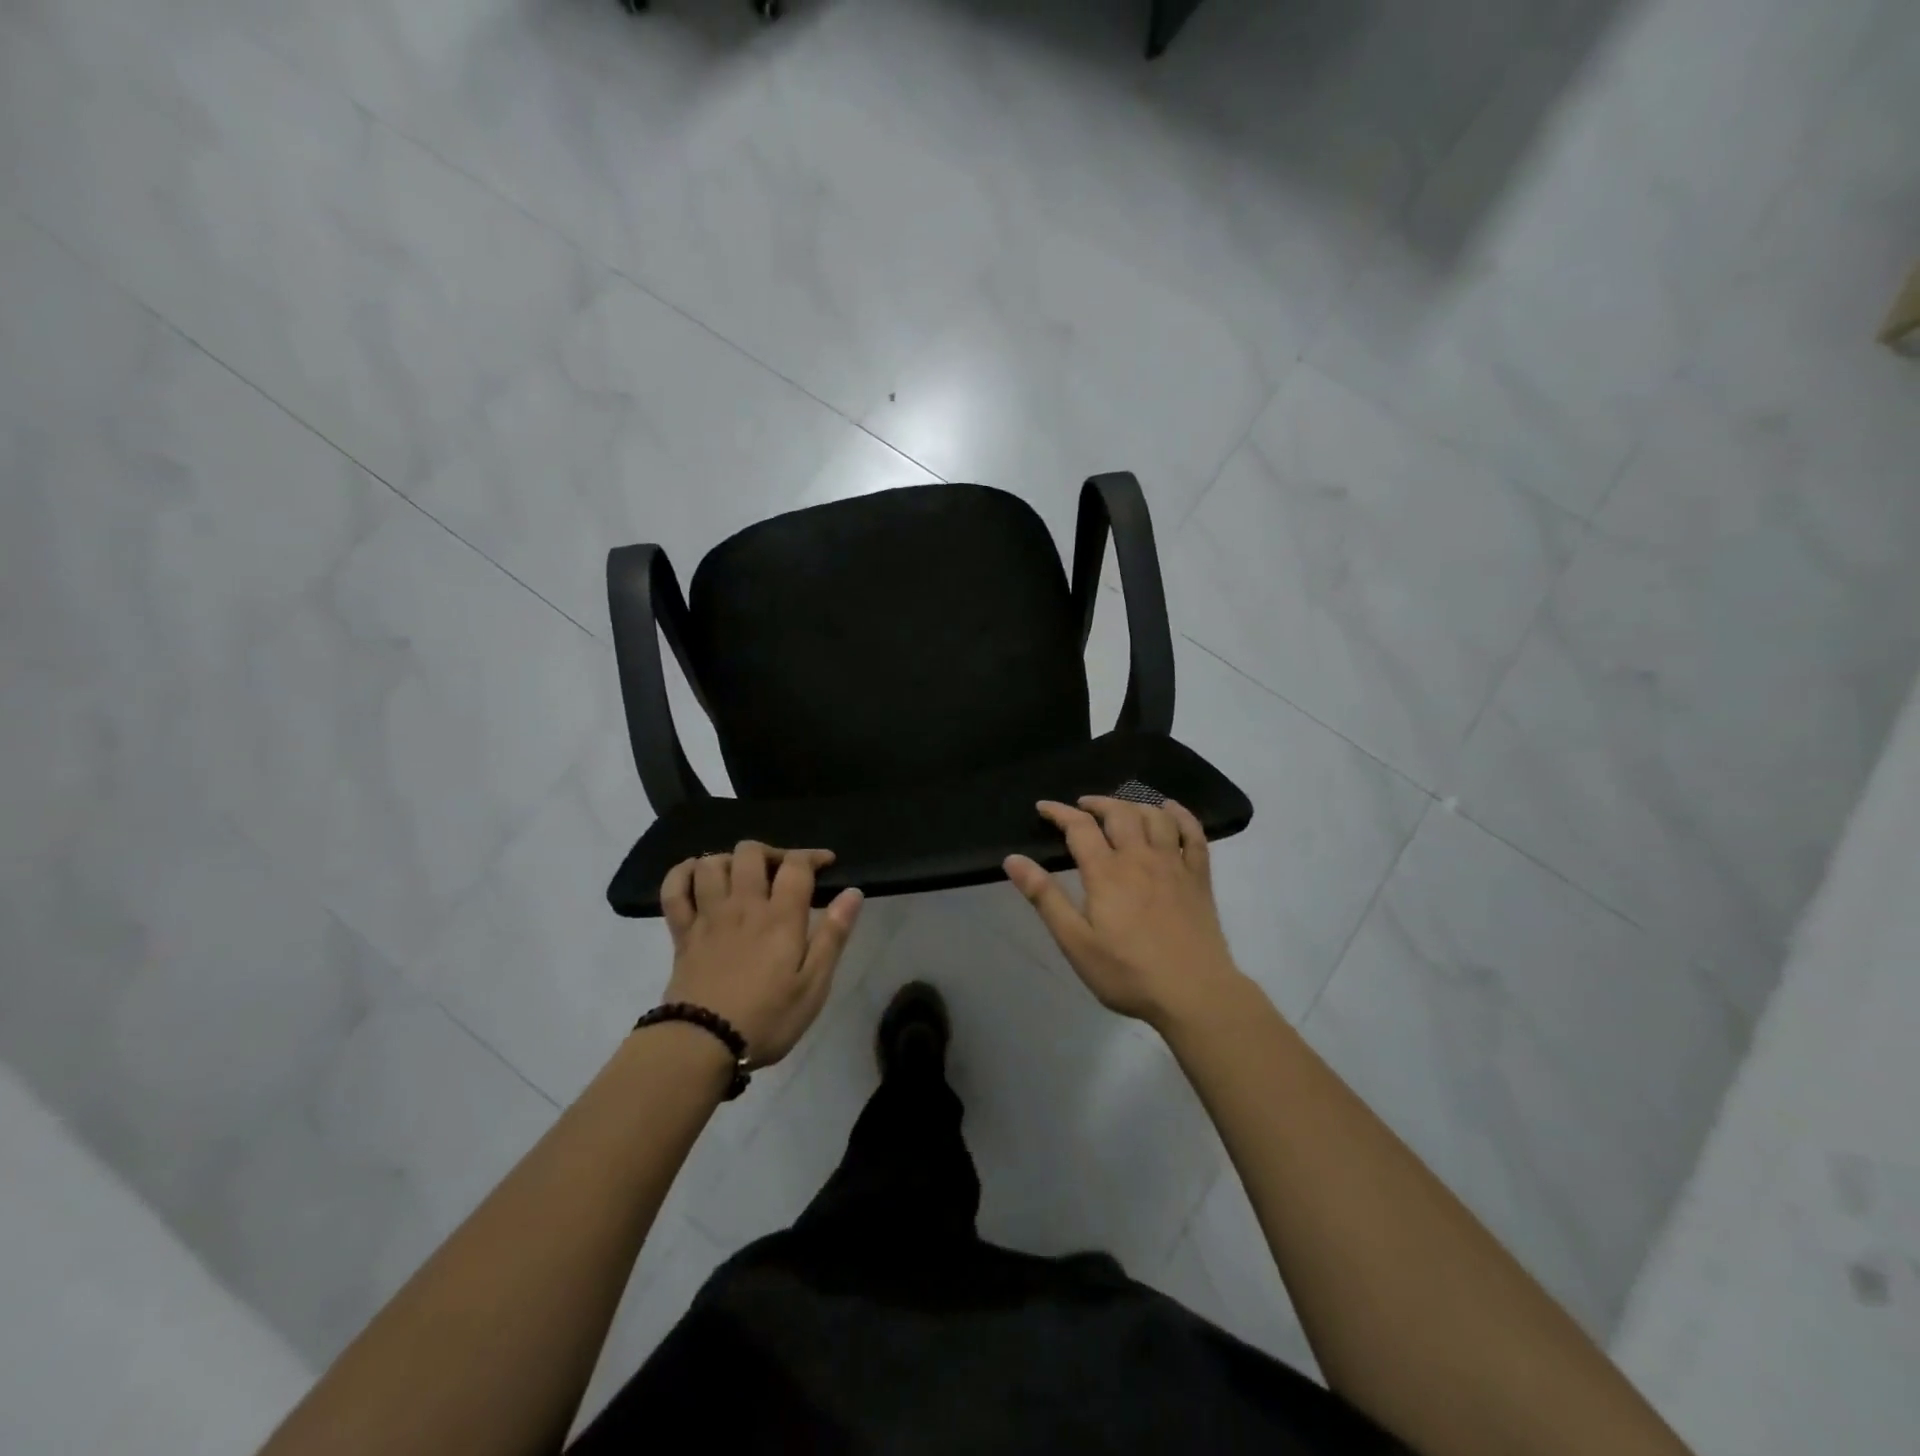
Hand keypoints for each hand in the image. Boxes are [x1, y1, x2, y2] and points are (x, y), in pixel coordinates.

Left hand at [659, 843, 862, 1066]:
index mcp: (780, 917)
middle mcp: (743, 906)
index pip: (796, 865)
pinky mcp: (682, 933)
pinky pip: (674, 889)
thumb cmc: (767, 1018)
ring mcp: (708, 916)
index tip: (826, 863)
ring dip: (729, 861)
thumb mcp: (814, 985)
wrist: (702, 1044)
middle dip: (770, 853)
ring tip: (741, 877)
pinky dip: (682, 873)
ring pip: (711, 863)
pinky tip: (696, 876)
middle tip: (781, 873)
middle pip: (751, 853)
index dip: (813, 856)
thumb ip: (833, 935)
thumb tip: (853, 893)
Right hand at [1004, 797, 1243, 1029]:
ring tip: (1120, 810)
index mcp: (1106, 872)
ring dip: (1134, 804)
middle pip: (1119, 813)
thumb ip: (1045, 897)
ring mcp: (1174, 865)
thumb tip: (1013, 859)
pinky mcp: (1199, 878)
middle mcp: (1141, 858)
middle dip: (1097, 803)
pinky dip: (1181, 815)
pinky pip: (1193, 834)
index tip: (1044, 807)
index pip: (1079, 827)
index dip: (1059, 812)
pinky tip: (1171, 811)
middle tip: (1082, 807)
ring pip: (1155, 817)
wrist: (1195, 994)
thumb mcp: (1075, 942)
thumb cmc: (1128, 973)